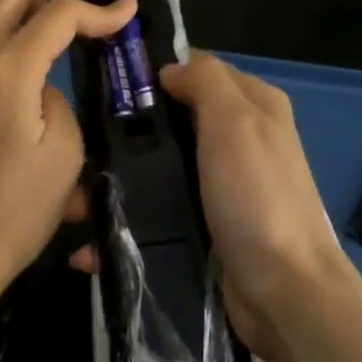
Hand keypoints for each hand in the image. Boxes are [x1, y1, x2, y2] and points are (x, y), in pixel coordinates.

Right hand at [71, 51, 350, 357]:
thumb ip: (205, 82)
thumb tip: (169, 69)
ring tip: (76, 202)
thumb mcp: (236, 123)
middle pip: (175, 120)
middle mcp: (241, 140)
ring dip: (122, 183)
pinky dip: (131, 223)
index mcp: (255, 105)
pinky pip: (162, 213)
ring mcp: (223, 186)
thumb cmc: (257, 197)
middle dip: (130, 133)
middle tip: (83, 147)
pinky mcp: (208, 226)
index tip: (107, 86)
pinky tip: (95, 240)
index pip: (198, 70)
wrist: (284, 291)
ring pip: (163, 169)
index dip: (156, 72)